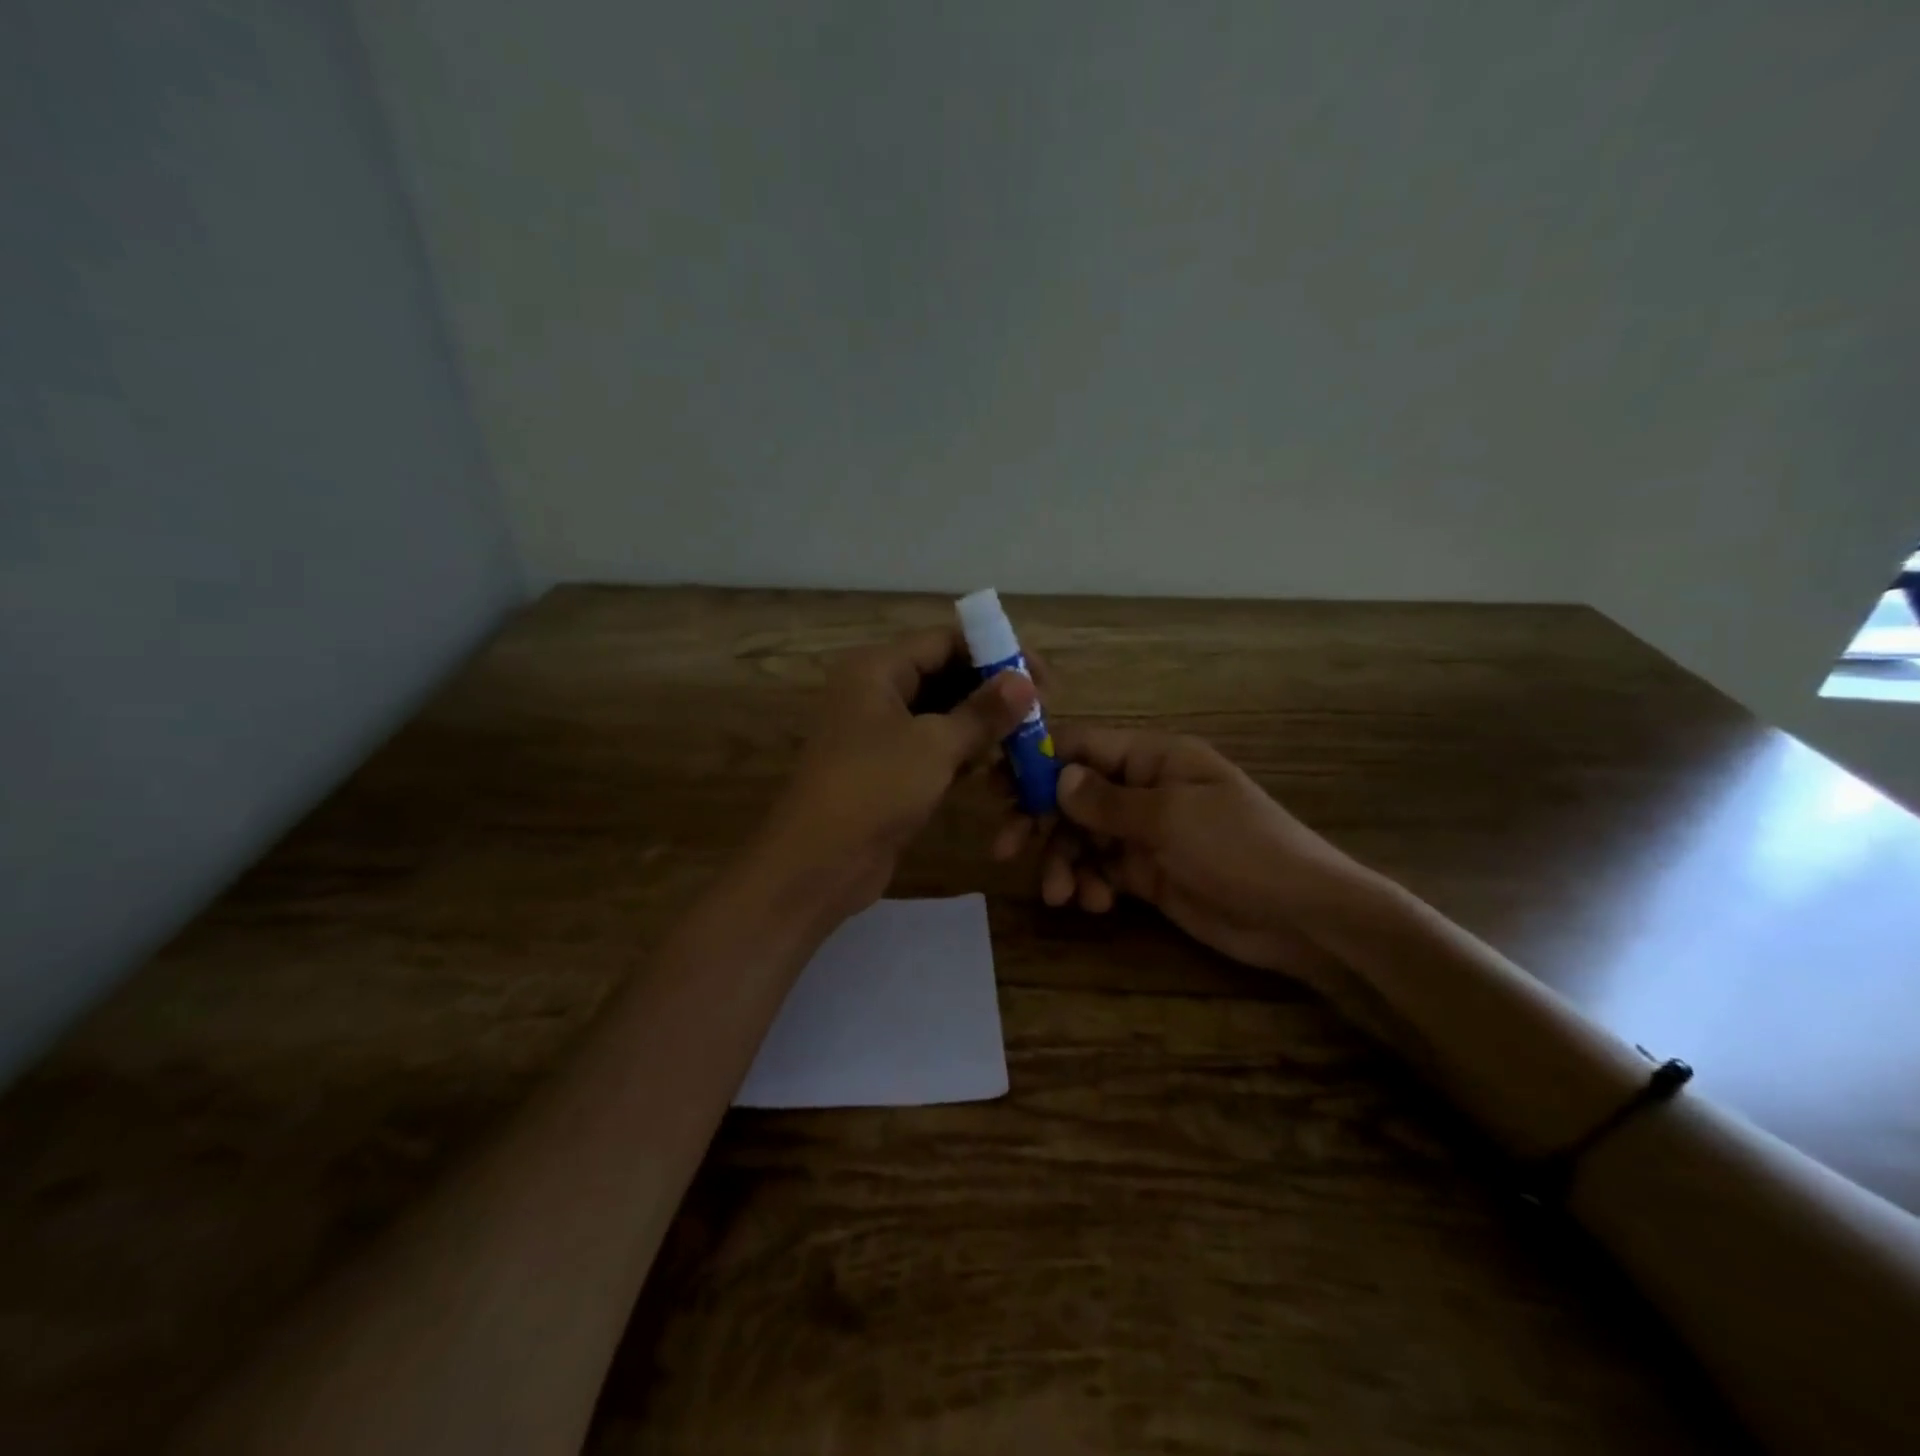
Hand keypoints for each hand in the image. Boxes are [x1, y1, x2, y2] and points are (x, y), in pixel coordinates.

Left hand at [754, 627, 1034, 924]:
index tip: (1040, 676)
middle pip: (945, 675)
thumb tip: (1026, 682)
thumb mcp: (935, 745)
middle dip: (992, 691)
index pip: (944, 641)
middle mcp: (875, 691)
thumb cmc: (874, 788)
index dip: (995, 652)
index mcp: (877, 668)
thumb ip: (982, 711)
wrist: (818, 863)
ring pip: (942, 713)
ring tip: (1026, 740)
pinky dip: (962, 751)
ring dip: (981, 724)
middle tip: (1040, 711)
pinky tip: (995, 766)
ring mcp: (879, 732)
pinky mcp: (888, 768)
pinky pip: (933, 746)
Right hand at [995, 727, 1360, 975]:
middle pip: (1073, 795)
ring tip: (1061, 895)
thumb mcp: (1171, 818)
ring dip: (1064, 862)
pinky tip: (1094, 904)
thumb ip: (1107, 800)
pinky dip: (1090, 884)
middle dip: (1041, 821)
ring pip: (1082, 837)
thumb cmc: (1240, 849)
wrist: (1301, 917)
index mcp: (1154, 759)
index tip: (997, 786)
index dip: (1038, 761)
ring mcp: (1145, 834)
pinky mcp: (1147, 874)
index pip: (1083, 747)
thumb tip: (1057, 776)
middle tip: (1006, 849)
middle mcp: (1144, 790)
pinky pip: (1101, 870)